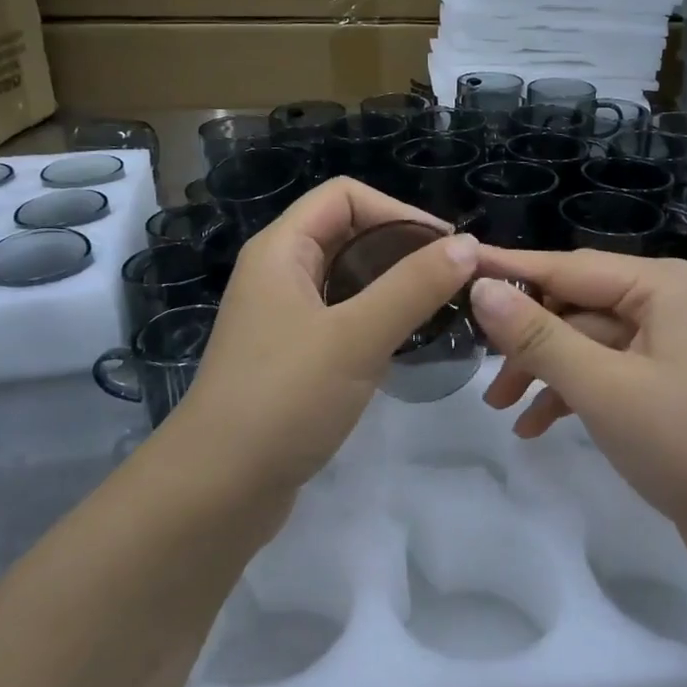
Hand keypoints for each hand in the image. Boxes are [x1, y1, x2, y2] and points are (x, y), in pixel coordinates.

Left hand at [171, 179, 479, 494]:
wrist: (218, 490)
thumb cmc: (284, 399)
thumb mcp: (356, 336)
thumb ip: (414, 286)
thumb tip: (468, 245)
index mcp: (281, 250)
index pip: (345, 196)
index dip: (399, 211)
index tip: (447, 247)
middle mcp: (278, 274)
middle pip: (348, 234)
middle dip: (402, 248)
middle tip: (453, 281)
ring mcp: (283, 319)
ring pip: (348, 280)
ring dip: (393, 286)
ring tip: (439, 309)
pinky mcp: (292, 358)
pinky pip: (342, 319)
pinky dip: (377, 320)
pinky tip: (405, 345)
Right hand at [468, 249, 686, 546]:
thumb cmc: (682, 441)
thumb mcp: (601, 387)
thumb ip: (537, 336)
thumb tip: (482, 289)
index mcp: (659, 286)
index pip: (567, 268)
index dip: (510, 270)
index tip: (458, 265)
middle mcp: (662, 302)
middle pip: (573, 305)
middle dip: (526, 339)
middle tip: (478, 365)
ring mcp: (663, 342)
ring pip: (583, 342)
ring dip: (542, 370)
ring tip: (500, 406)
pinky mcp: (660, 379)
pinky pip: (601, 371)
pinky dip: (568, 393)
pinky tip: (534, 426)